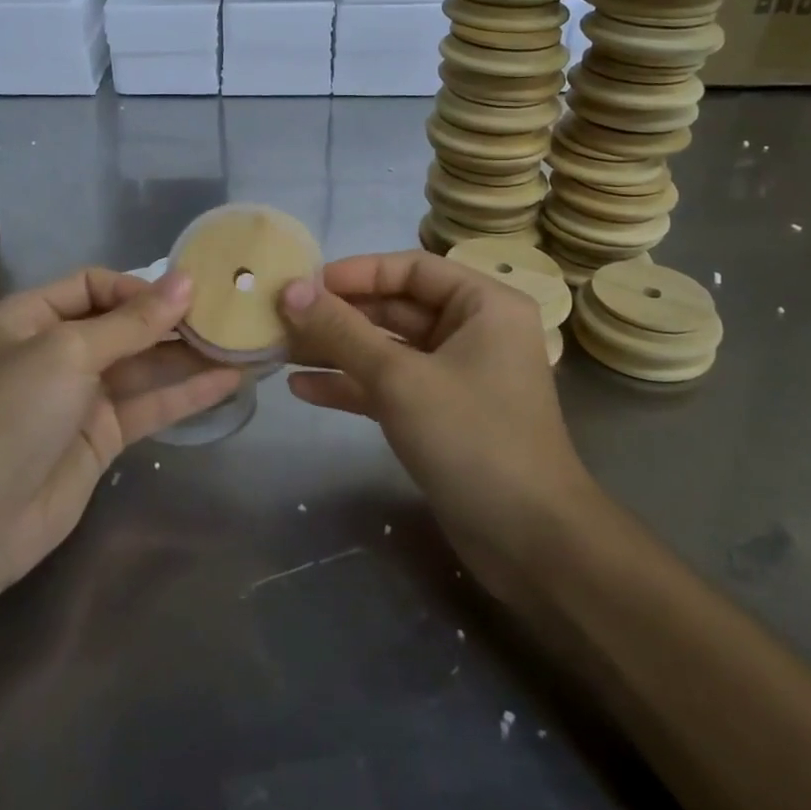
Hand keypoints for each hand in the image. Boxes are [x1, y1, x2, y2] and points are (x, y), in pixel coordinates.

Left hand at [0, 268, 241, 595]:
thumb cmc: (14, 411)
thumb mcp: (69, 351)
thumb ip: (133, 321)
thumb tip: (187, 280)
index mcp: (30, 317)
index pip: (93, 285)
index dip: (138, 287)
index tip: (184, 295)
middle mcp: (56, 351)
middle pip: (123, 325)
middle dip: (171, 320)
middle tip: (227, 314)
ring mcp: (81, 396)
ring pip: (144, 366)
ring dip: (188, 356)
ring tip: (240, 343)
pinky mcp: (103, 436)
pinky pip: (150, 405)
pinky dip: (187, 393)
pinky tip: (229, 380)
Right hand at [280, 251, 589, 603]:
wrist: (530, 542)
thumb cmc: (472, 439)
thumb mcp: (400, 378)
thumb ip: (342, 332)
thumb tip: (291, 289)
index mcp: (483, 305)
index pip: (410, 268)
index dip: (355, 272)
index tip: (304, 283)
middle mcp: (472, 332)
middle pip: (396, 308)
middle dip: (339, 315)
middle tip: (282, 317)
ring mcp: (456, 376)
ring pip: (388, 349)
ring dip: (337, 350)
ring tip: (280, 350)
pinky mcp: (440, 415)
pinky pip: (390, 386)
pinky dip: (351, 386)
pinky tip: (302, 389)